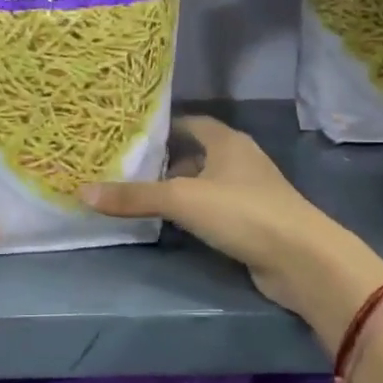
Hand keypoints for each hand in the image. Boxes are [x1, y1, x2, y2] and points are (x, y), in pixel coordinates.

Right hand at [81, 115, 382, 342]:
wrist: (300, 259)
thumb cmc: (242, 212)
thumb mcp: (182, 199)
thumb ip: (134, 196)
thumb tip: (82, 191)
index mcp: (228, 142)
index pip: (192, 123)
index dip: (164, 127)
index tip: (131, 136)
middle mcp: (241, 161)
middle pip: (197, 154)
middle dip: (166, 161)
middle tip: (126, 169)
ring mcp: (251, 193)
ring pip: (206, 184)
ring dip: (180, 190)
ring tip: (141, 197)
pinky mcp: (254, 223)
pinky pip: (216, 211)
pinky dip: (194, 215)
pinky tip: (172, 226)